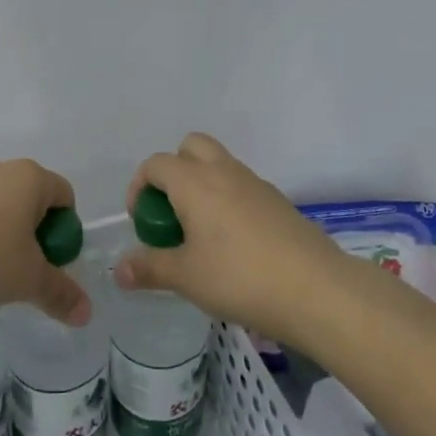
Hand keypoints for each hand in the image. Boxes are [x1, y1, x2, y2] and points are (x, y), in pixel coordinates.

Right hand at [114, 133, 346, 342]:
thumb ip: (149, 269)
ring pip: (220, 164)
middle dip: (174, 170)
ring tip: (200, 230)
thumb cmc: (239, 277)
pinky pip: (242, 186)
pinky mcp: (278, 201)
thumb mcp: (186, 278)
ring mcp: (255, 183)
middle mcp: (224, 172)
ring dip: (203, 183)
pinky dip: (228, 199)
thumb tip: (119, 271)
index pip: (156, 164)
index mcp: (195, 182)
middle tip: (172, 212)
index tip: (141, 220)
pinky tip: (233, 242)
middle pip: (191, 146)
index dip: (139, 186)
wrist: (316, 289)